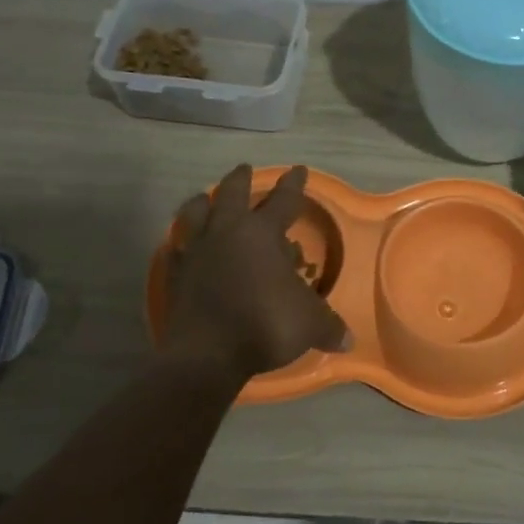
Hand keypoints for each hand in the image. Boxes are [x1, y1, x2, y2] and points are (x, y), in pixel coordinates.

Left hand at [162, 163, 351, 382]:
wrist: (207, 354)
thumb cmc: (265, 325)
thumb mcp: (309, 325)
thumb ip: (329, 326)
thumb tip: (348, 340)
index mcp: (262, 234)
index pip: (283, 200)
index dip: (294, 184)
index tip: (298, 169)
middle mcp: (227, 232)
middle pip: (232, 193)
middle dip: (241, 179)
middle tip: (245, 169)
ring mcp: (197, 250)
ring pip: (196, 212)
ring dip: (204, 202)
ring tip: (206, 198)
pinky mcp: (176, 273)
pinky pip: (178, 247)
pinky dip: (183, 241)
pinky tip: (184, 244)